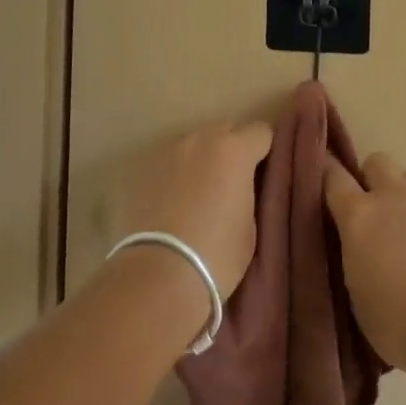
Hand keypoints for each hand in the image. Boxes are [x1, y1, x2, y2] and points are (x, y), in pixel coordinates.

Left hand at [110, 120, 273, 304]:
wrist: (159, 275)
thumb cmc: (217, 254)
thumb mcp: (250, 224)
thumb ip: (247, 192)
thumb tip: (239, 187)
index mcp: (235, 150)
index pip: (261, 132)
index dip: (264, 151)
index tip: (262, 173)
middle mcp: (200, 139)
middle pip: (225, 129)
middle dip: (233, 149)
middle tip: (232, 182)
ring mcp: (167, 151)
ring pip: (194, 144)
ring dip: (201, 159)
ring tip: (198, 193)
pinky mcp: (141, 169)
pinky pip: (168, 163)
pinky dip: (175, 174)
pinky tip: (172, 202)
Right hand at [325, 152, 405, 373]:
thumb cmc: (396, 322)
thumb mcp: (356, 290)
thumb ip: (356, 254)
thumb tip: (362, 246)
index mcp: (359, 216)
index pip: (334, 176)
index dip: (329, 175)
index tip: (327, 183)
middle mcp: (394, 197)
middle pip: (378, 162)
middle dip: (373, 178)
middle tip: (375, 211)